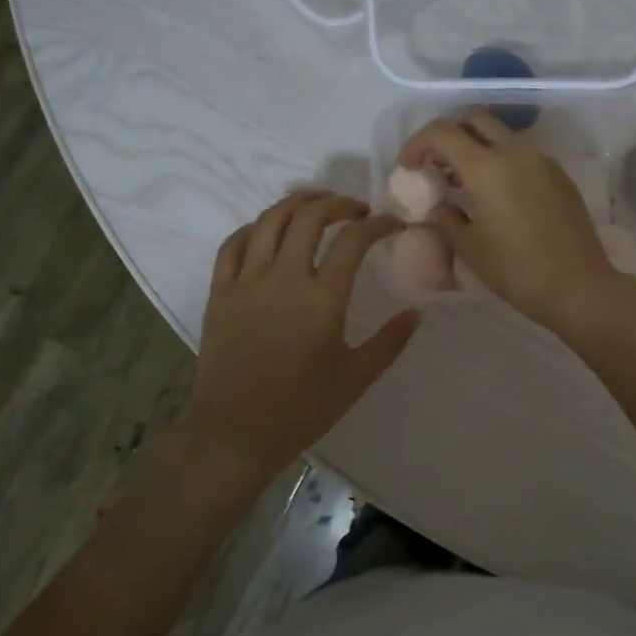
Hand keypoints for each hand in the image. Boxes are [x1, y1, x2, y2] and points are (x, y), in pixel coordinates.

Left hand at [182, 192, 419, 487]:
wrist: (235, 433)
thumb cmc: (302, 408)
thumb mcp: (357, 377)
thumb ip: (390, 342)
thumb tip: (416, 312)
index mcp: (322, 298)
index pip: (354, 240)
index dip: (378, 224)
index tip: (394, 225)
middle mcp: (284, 278)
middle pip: (310, 216)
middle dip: (338, 203)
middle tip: (356, 209)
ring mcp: (246, 282)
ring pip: (270, 220)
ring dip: (297, 203)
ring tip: (316, 204)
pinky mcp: (219, 292)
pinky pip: (233, 244)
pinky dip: (255, 227)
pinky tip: (267, 230)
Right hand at [401, 110, 626, 332]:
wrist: (577, 285)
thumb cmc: (515, 270)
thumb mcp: (469, 247)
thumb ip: (447, 219)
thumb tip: (441, 206)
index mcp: (486, 166)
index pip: (442, 132)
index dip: (417, 143)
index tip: (409, 166)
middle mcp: (516, 151)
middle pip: (475, 119)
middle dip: (450, 133)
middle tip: (438, 164)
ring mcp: (543, 160)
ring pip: (502, 134)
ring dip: (479, 146)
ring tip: (467, 182)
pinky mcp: (560, 175)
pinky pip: (524, 154)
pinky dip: (503, 160)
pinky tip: (499, 194)